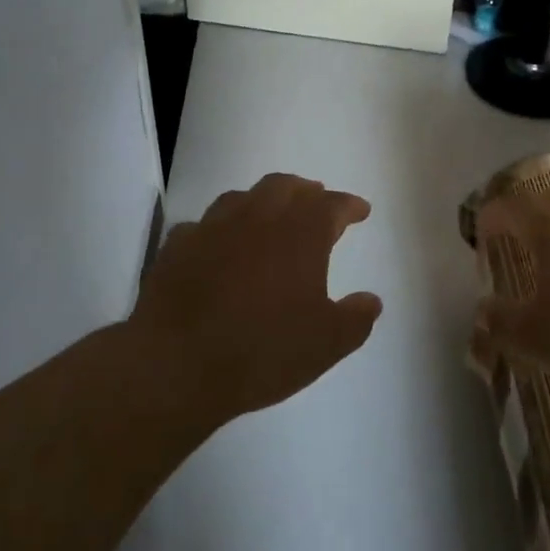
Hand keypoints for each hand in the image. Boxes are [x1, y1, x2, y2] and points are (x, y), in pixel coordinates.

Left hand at [131, 173, 382, 420]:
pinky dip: (218, 231)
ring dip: (261, 201)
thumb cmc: (263, 351)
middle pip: (285, 186)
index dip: (348, 205)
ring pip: (241, 197)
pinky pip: (202, 226)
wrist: (177, 364)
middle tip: (315, 201)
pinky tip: (218, 246)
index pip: (331, 205)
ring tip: (268, 216)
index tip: (360, 210)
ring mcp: (213, 228)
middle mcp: (258, 218)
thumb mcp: (326, 344)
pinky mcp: (178, 246)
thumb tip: (371, 300)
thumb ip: (355, 318)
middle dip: (305, 191)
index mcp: (300, 234)